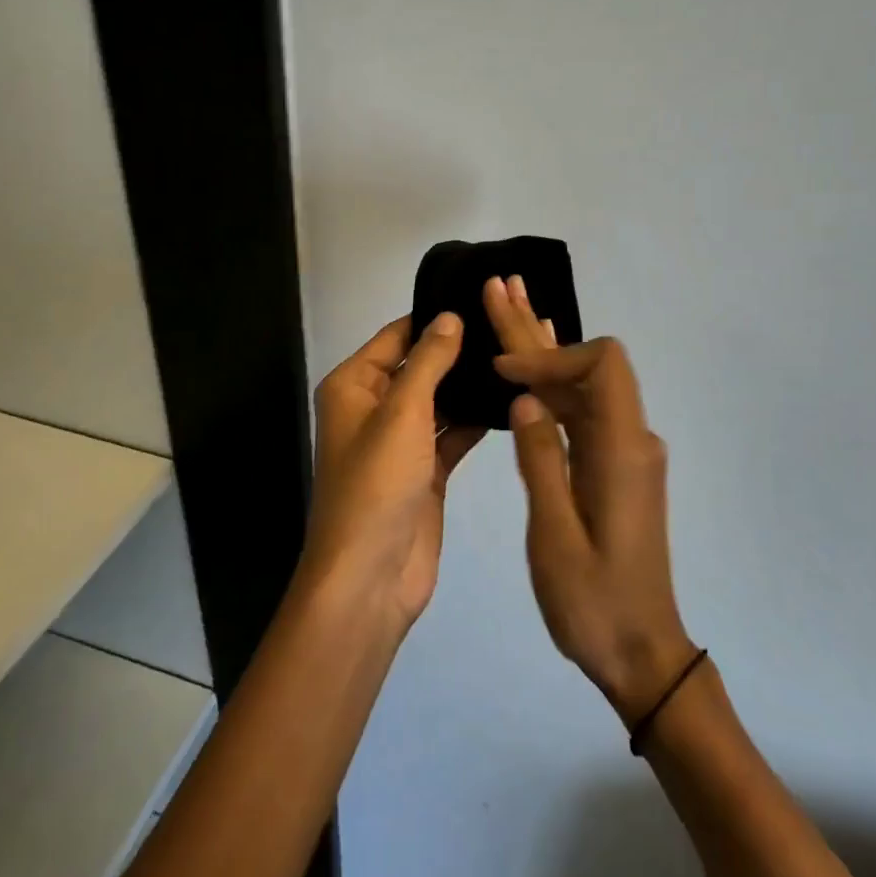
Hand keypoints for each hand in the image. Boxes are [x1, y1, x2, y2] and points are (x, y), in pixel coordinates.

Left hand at [304, 314, 484, 631]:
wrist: (369, 578)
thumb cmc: (376, 484)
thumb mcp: (402, 412)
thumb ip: (429, 361)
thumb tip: (450, 316)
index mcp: (354, 386)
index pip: (398, 335)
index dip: (435, 318)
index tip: (482, 298)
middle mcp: (375, 408)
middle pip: (420, 366)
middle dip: (459, 351)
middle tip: (511, 327)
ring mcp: (402, 441)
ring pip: (440, 400)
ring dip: (470, 386)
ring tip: (520, 357)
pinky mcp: (426, 471)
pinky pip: (452, 434)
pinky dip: (475, 421)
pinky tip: (513, 402)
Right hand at [484, 277, 694, 723]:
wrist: (640, 652)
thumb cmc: (594, 603)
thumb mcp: (555, 535)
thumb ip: (542, 460)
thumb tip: (525, 398)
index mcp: (622, 451)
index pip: (601, 366)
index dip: (552, 356)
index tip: (503, 373)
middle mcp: (630, 440)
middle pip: (586, 366)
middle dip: (537, 332)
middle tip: (498, 287)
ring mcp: (624, 452)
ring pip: (581, 385)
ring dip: (543, 350)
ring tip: (506, 305)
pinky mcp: (613, 467)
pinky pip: (582, 411)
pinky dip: (554, 383)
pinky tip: (534, 361)